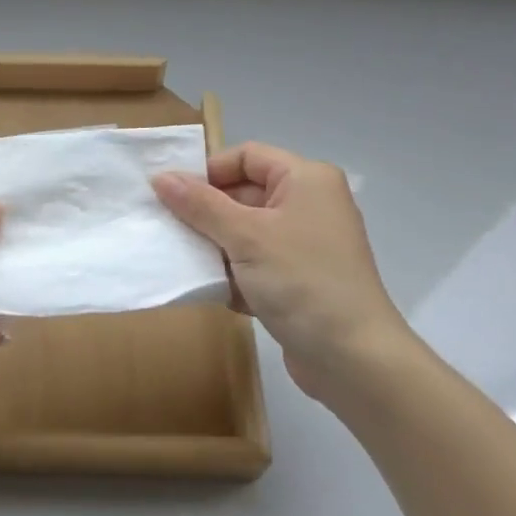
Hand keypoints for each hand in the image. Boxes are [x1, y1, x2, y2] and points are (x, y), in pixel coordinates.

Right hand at [152, 143, 409, 402]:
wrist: (354, 359)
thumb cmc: (301, 281)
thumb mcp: (245, 237)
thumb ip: (199, 204)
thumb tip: (161, 177)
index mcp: (306, 179)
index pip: (246, 156)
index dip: (209, 171)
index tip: (174, 197)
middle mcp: (310, 204)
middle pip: (245, 193)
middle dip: (207, 213)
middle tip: (171, 230)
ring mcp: (307, 244)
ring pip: (247, 231)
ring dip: (217, 247)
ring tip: (188, 263)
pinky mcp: (301, 279)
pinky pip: (258, 262)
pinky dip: (236, 274)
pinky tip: (219, 293)